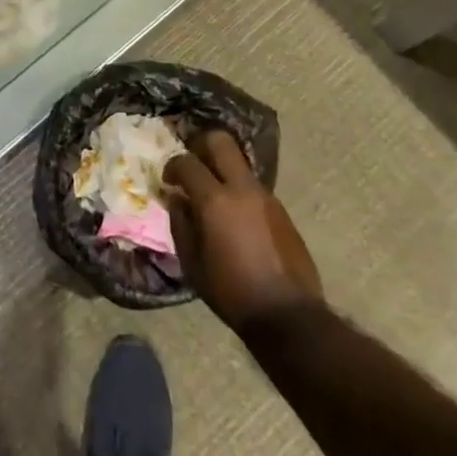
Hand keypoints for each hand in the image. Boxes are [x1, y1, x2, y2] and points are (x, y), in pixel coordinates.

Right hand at [164, 131, 323, 331]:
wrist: (288, 314)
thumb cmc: (231, 292)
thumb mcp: (192, 264)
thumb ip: (180, 224)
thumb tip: (177, 199)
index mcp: (215, 201)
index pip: (187, 162)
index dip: (172, 165)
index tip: (168, 179)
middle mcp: (242, 188)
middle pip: (220, 141)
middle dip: (201, 145)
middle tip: (192, 166)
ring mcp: (266, 196)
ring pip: (239, 163)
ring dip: (222, 170)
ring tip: (213, 197)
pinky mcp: (281, 209)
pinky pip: (253, 187)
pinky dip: (239, 191)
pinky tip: (235, 219)